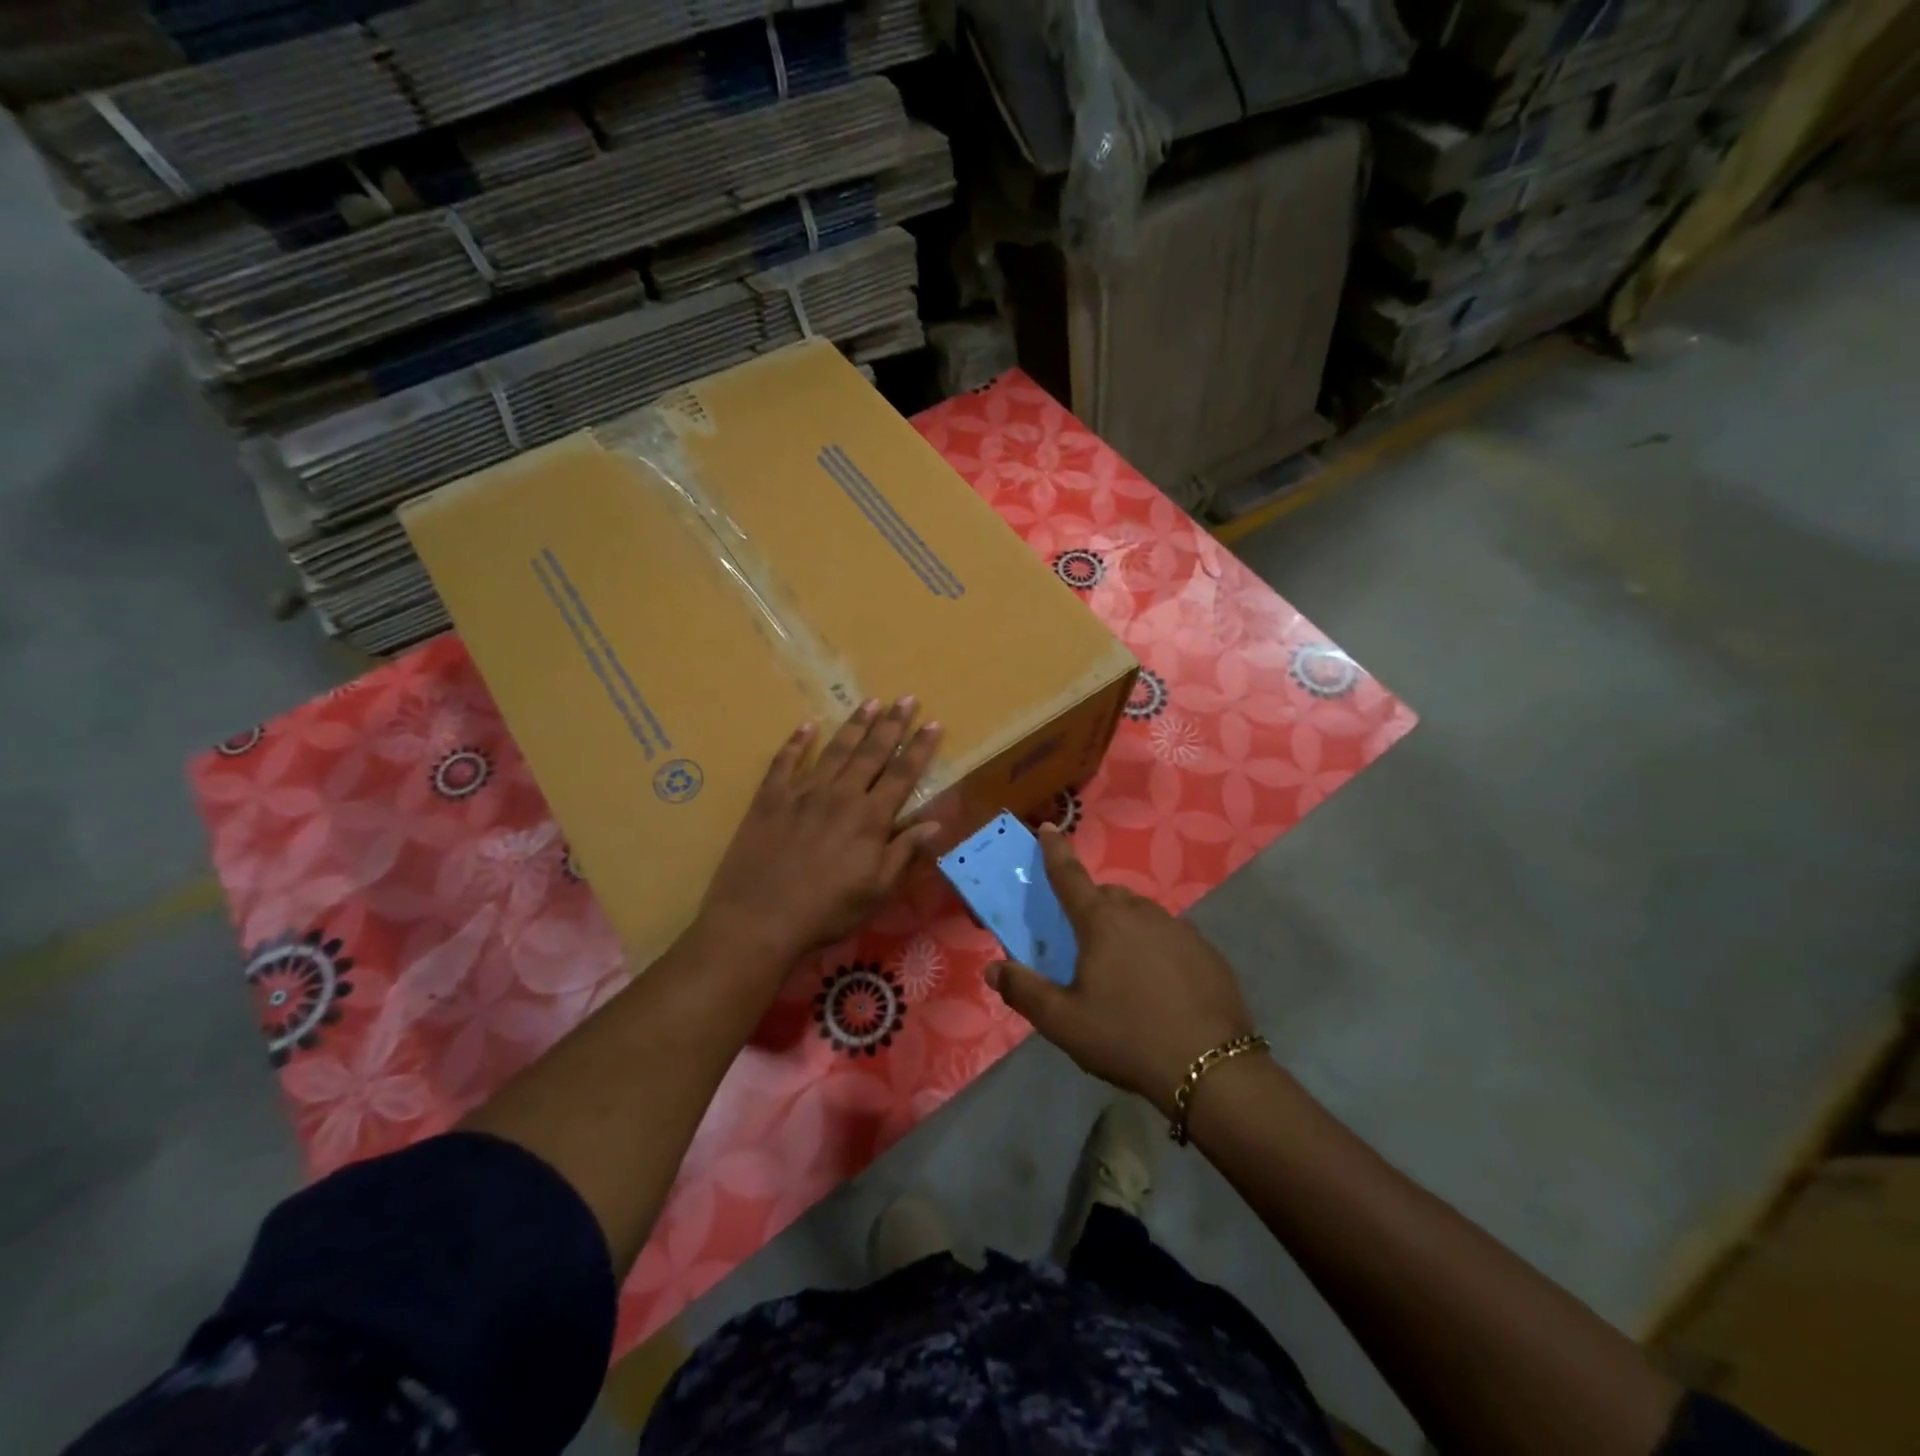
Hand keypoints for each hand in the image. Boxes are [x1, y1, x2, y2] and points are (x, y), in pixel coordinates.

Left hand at [699, 696, 942, 967]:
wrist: (758, 919)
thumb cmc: (826, 911)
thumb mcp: (877, 890)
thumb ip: (905, 852)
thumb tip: (936, 822)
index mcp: (870, 818)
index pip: (902, 775)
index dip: (920, 748)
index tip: (934, 724)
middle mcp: (840, 796)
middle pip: (872, 753)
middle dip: (892, 724)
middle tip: (907, 698)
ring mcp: (802, 793)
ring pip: (835, 750)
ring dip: (855, 725)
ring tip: (870, 701)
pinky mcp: (770, 799)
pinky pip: (785, 762)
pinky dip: (797, 742)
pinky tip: (807, 726)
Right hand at [985, 825, 1254, 1118]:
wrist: (1211, 1068)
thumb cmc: (1126, 1038)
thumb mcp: (1064, 1022)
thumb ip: (1024, 991)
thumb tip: (992, 970)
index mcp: (1101, 922)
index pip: (1069, 876)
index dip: (1054, 851)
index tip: (1048, 828)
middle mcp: (1140, 913)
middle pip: (1108, 896)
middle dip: (1091, 904)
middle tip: (1083, 940)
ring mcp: (1179, 929)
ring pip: (1141, 914)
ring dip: (1125, 926)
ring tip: (1122, 968)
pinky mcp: (1206, 951)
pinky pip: (1170, 936)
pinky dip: (1155, 947)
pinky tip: (1159, 985)